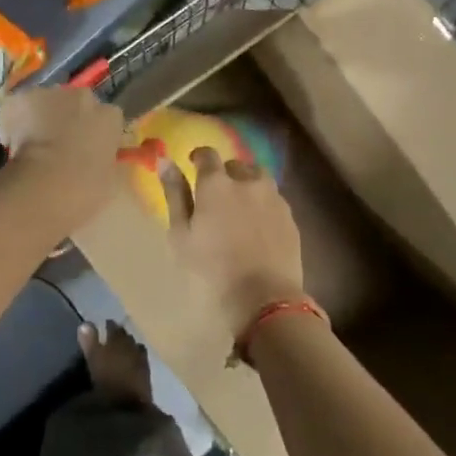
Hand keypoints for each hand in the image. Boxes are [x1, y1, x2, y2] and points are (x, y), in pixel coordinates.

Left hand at [0, 86, 126, 233]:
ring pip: (46, 101)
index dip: (95, 133)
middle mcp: (83, 98)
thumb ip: (107, 163)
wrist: (43, 185)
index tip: (87, 151)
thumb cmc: (84, 189)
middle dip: (70, 119)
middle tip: (60, 147)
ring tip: (32, 145)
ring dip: (42, 116)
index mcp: (109, 117)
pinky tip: (9, 141)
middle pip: (77, 103)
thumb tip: (101, 162)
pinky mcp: (20, 99)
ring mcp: (50, 94)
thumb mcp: (110, 181)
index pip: (107, 118)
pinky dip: (12, 121)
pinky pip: (17, 107)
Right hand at [162, 147, 304, 338]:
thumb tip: (165, 160)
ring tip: (240, 207)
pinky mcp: (290, 217)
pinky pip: (274, 199)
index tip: (193, 165)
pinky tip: (257, 225)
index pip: (207, 155)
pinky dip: (263, 204)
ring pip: (259, 179)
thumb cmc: (210, 270)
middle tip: (215, 197)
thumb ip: (174, 194)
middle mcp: (248, 182)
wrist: (264, 300)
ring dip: (247, 185)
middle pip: (235, 166)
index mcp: (216, 184)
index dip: (199, 157)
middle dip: (224, 174)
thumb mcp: (181, 235)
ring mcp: (273, 198)